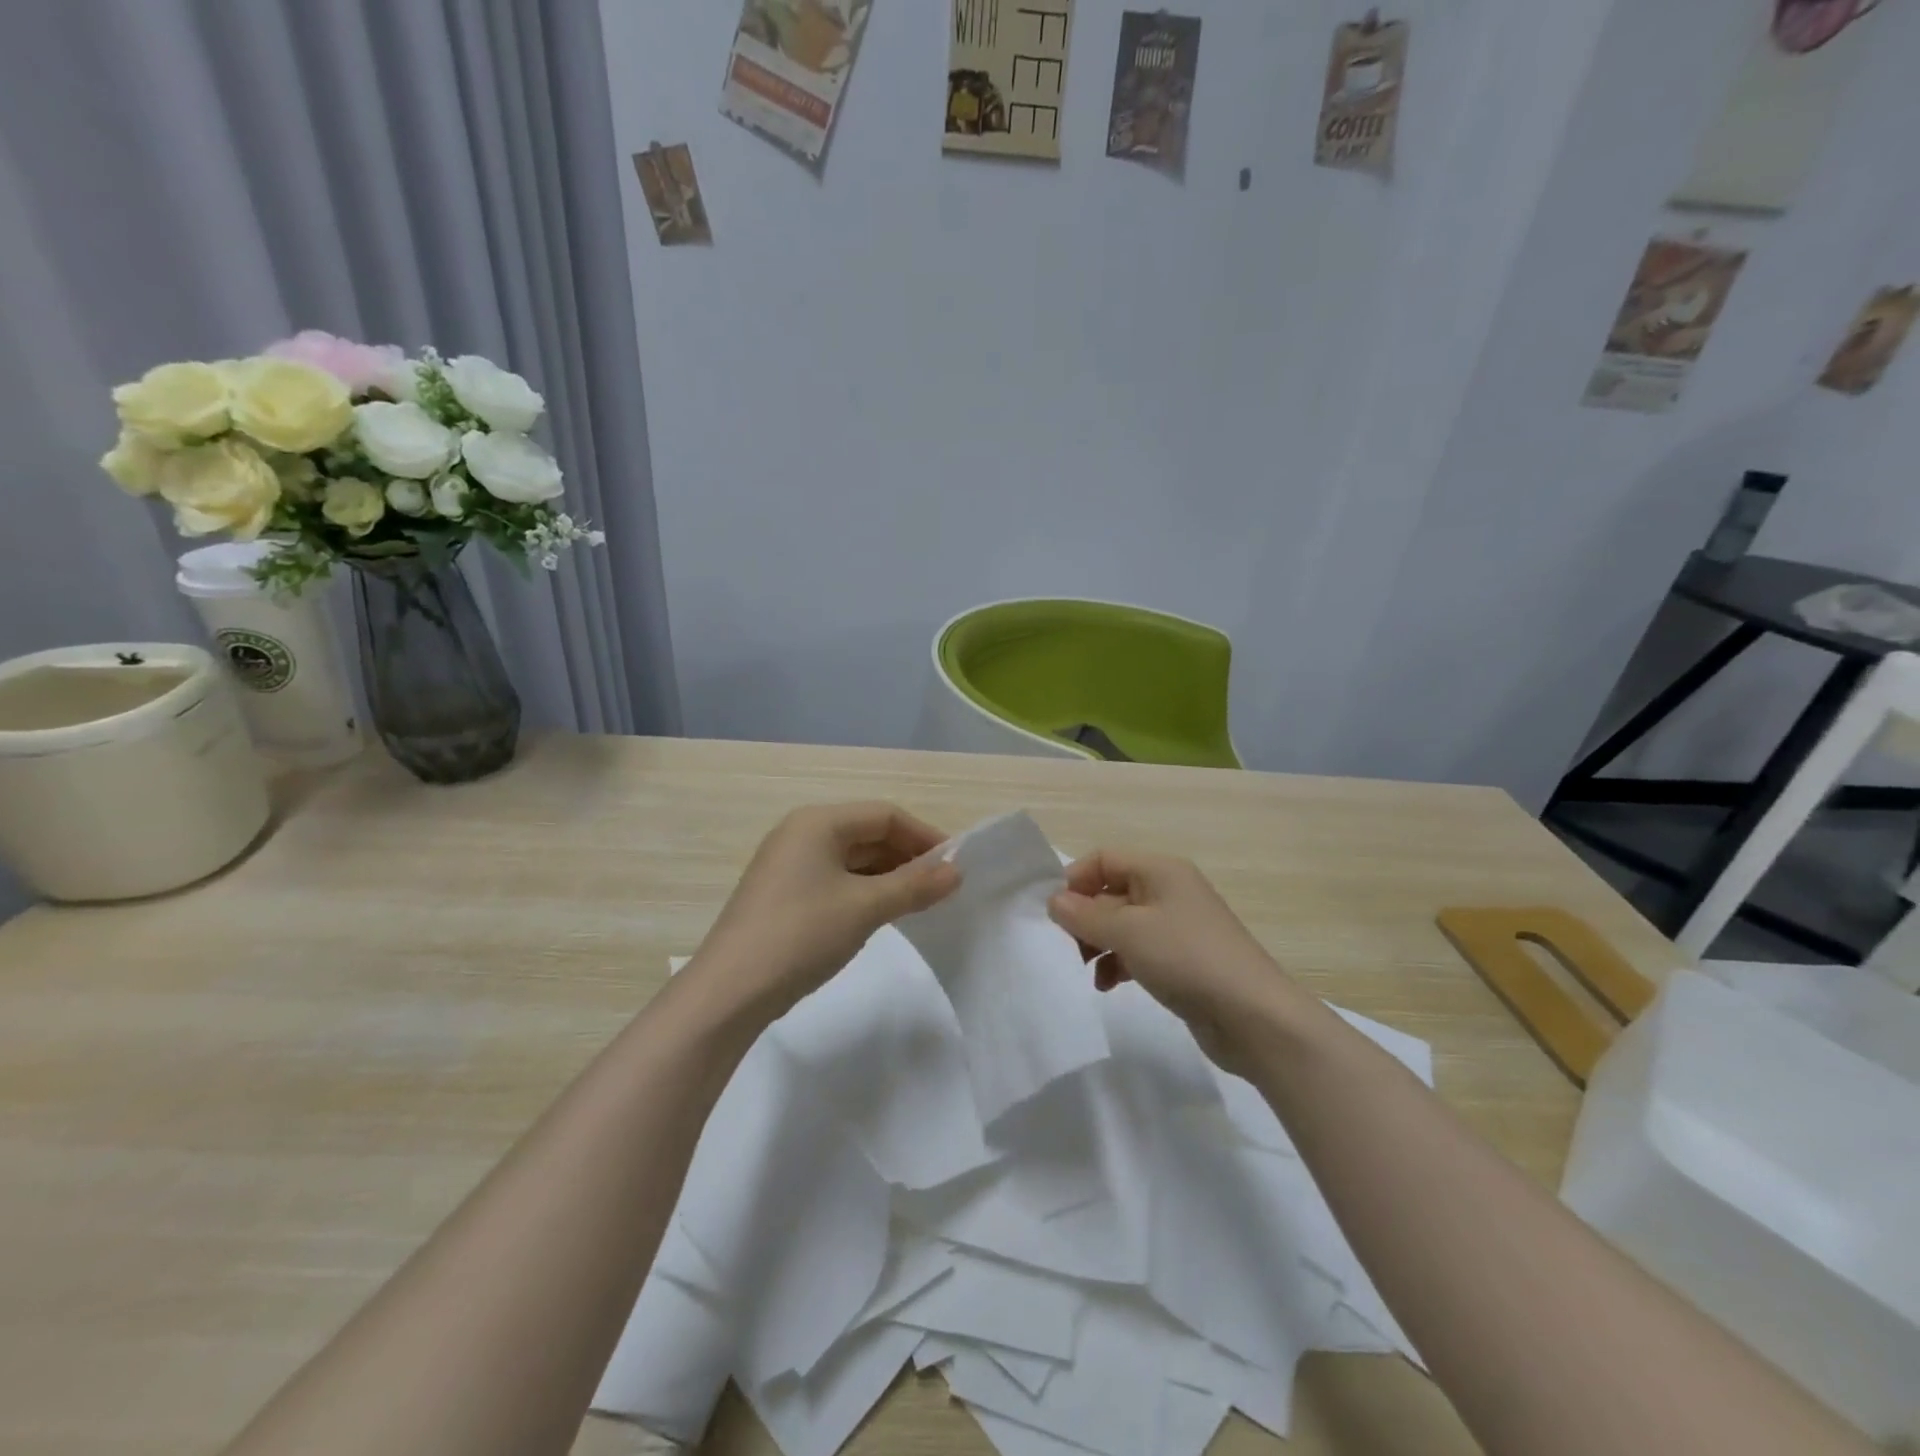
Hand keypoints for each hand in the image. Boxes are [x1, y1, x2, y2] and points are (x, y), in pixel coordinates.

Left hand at [693, 802, 960, 1020]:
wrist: (730, 991)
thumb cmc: (802, 934)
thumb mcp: (865, 907)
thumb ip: (914, 886)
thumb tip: (957, 872)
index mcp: (817, 822)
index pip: (885, 814)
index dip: (924, 836)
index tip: (955, 865)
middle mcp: (801, 834)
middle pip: (868, 833)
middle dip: (908, 857)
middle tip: (943, 887)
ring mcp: (789, 865)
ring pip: (853, 859)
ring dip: (889, 876)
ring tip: (921, 902)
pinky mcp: (784, 895)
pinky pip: (836, 880)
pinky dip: (865, 891)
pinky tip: (884, 914)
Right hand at [1048, 850, 1288, 1072]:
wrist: (1254, 1017)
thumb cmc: (1186, 959)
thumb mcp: (1128, 932)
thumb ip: (1084, 915)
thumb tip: (1054, 901)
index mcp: (1160, 870)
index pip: (1104, 858)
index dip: (1075, 880)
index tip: (1053, 913)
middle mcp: (1169, 891)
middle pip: (1111, 891)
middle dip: (1084, 917)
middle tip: (1065, 947)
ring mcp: (1177, 927)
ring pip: (1122, 924)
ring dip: (1098, 943)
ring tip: (1085, 970)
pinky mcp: (1182, 960)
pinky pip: (1138, 951)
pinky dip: (1118, 963)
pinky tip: (1107, 986)